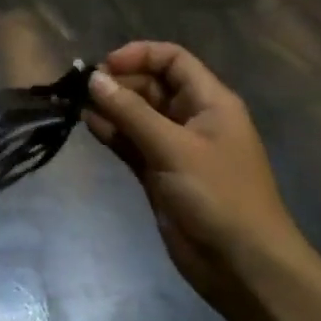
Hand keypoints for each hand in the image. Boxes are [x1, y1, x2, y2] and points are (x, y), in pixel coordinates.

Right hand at [84, 41, 307, 312]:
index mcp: (210, 102)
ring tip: (78, 106)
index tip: (104, 68)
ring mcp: (175, 148)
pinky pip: (133, 143)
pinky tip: (89, 126)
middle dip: (120, 83)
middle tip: (84, 91)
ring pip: (139, 115)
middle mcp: (193, 118)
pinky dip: (113, 133)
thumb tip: (94, 80)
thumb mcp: (173, 148)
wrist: (242, 264)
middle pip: (152, 85)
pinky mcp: (160, 174)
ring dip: (112, 108)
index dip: (139, 56)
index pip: (173, 60)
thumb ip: (131, 113)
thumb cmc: (217, 196)